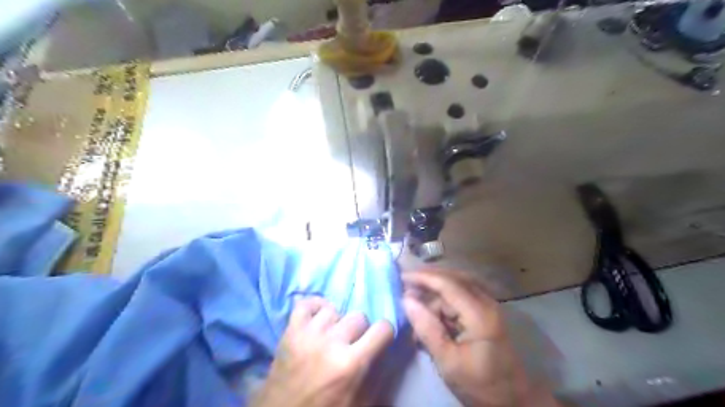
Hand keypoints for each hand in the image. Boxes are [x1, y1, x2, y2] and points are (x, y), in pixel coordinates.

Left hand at [253, 296, 393, 406]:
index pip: (382, 329)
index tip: (380, 339)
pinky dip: (315, 307)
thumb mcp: (361, 402)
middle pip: (358, 316)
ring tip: (331, 336)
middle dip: (359, 330)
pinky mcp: (290, 331)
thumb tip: (390, 348)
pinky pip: (306, 303)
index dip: (384, 333)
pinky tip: (318, 319)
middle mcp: (331, 342)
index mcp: (351, 363)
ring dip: (336, 322)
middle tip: (352, 344)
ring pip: (334, 309)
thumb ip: (378, 375)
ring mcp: (308, 333)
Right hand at [398, 269, 555, 404]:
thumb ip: (427, 329)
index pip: (448, 284)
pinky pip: (458, 298)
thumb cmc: (480, 384)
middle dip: (427, 281)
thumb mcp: (448, 361)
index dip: (423, 277)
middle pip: (452, 279)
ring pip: (454, 288)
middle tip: (404, 286)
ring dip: (433, 295)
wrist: (513, 400)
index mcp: (480, 314)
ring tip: (414, 309)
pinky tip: (429, 318)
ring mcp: (487, 306)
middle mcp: (486, 302)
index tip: (400, 277)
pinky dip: (442, 304)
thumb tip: (406, 300)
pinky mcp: (484, 312)